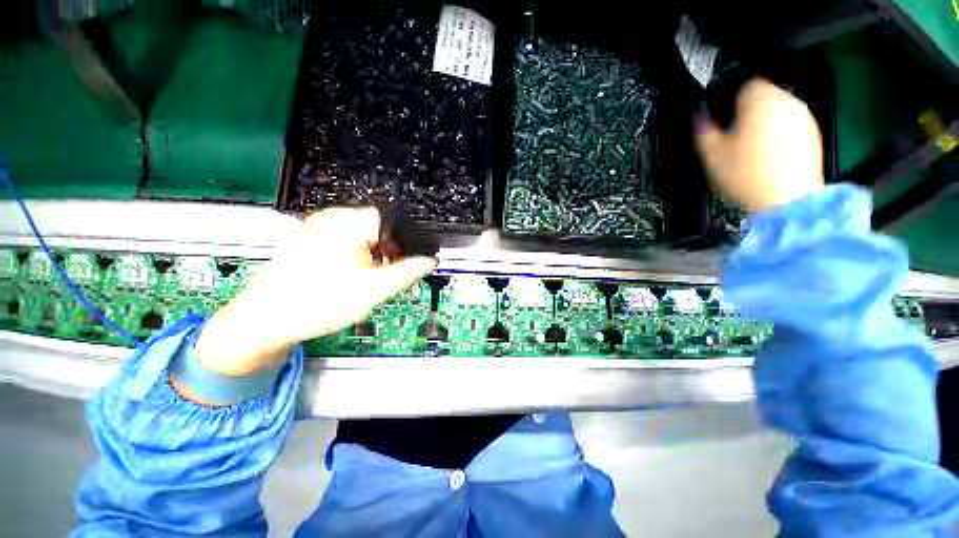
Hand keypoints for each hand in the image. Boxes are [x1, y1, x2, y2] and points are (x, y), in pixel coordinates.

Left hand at [190, 207, 435, 375]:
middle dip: (387, 250)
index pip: (391, 220)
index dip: (403, 242)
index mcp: (347, 224)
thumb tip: (428, 262)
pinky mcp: (309, 241)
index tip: (405, 263)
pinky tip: (348, 278)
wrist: (265, 322)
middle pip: (376, 228)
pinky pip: (344, 241)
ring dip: (371, 255)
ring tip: (365, 280)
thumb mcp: (373, 290)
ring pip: (361, 235)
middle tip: (384, 275)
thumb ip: (406, 273)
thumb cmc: (318, 303)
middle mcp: (330, 219)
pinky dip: (355, 256)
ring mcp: (316, 228)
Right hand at [694, 79, 824, 212]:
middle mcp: (786, 101)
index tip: (722, 118)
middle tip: (734, 136)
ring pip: (778, 111)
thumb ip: (702, 129)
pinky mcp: (813, 134)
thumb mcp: (711, 153)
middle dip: (748, 111)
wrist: (786, 200)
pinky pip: (791, 126)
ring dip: (764, 123)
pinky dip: (780, 135)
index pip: (744, 84)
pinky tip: (770, 156)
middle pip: (763, 96)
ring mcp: (803, 117)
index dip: (729, 100)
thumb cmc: (745, 175)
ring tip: (752, 149)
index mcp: (759, 100)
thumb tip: (698, 116)